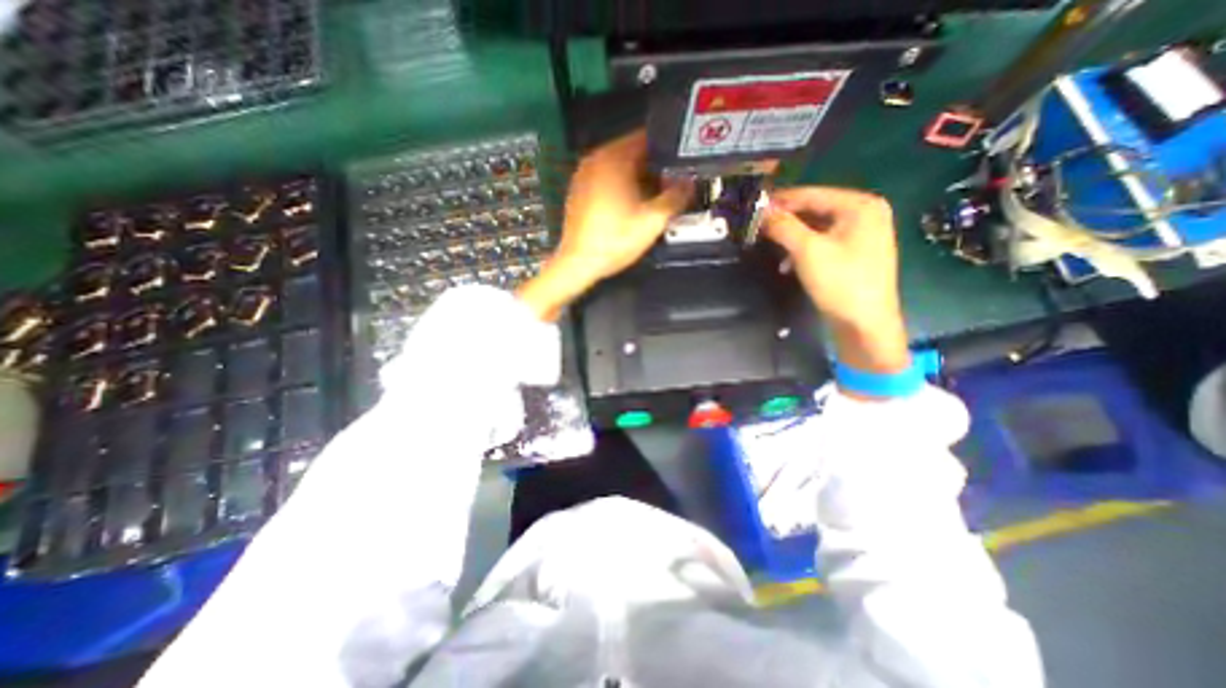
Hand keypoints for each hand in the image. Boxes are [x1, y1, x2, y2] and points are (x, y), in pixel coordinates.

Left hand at [514, 129, 687, 320]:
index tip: (683, 161)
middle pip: (632, 151)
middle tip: (674, 180)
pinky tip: (632, 203)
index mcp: (614, 157)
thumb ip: (675, 197)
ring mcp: (583, 174)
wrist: (578, 262)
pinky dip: (621, 184)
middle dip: (654, 165)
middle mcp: (596, 158)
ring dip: (638, 176)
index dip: (668, 148)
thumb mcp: (652, 220)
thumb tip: (690, 183)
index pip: (647, 138)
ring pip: (618, 166)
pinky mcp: (578, 190)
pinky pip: (606, 178)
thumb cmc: (616, 239)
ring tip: (657, 193)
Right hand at [765, 185, 909, 376]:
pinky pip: (822, 241)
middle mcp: (865, 213)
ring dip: (791, 236)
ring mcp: (862, 234)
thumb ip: (783, 226)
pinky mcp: (854, 252)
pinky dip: (803, 249)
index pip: (811, 194)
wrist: (865, 324)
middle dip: (785, 220)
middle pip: (814, 209)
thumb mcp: (807, 251)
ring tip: (769, 246)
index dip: (780, 201)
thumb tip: (761, 211)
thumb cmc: (840, 283)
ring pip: (816, 227)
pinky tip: (787, 263)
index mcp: (860, 205)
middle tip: (757, 227)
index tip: (752, 207)